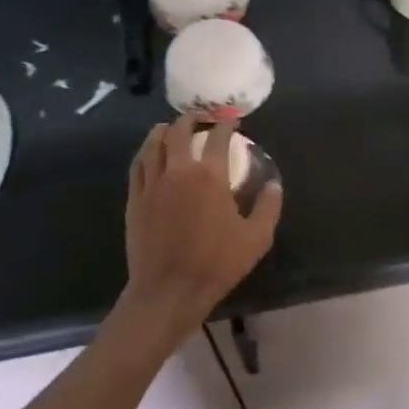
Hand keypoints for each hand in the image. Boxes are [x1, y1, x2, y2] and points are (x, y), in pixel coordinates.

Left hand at [124, 116, 282, 337]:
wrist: (169, 290)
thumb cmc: (217, 264)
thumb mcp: (256, 238)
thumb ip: (268, 207)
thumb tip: (273, 184)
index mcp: (209, 176)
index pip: (218, 138)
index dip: (226, 125)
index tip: (232, 121)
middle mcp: (178, 171)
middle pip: (179, 132)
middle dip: (191, 120)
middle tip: (199, 118)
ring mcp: (152, 184)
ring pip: (154, 144)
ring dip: (164, 131)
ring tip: (170, 127)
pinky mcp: (135, 199)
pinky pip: (137, 166)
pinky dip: (145, 152)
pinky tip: (149, 153)